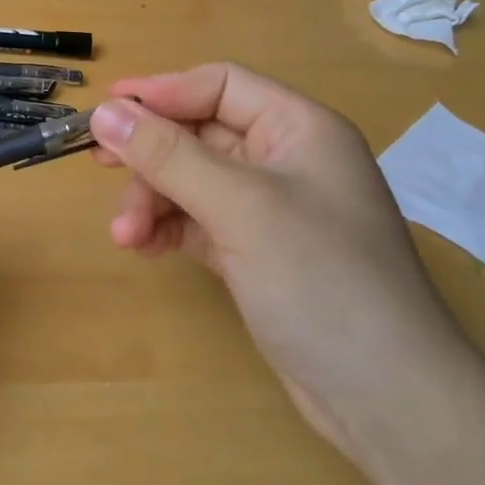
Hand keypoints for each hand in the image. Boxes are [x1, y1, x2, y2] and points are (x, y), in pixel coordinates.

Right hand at [89, 64, 475, 456]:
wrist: (385, 398)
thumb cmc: (321, 279)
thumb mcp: (240, 207)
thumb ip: (168, 156)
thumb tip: (103, 112)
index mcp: (299, 128)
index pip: (220, 86)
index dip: (162, 92)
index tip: (106, 109)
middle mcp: (284, 160)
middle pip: (199, 134)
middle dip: (151, 154)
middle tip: (99, 165)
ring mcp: (269, 209)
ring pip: (191, 181)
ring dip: (153, 201)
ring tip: (125, 235)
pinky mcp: (255, 252)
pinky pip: (197, 221)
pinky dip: (168, 229)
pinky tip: (142, 247)